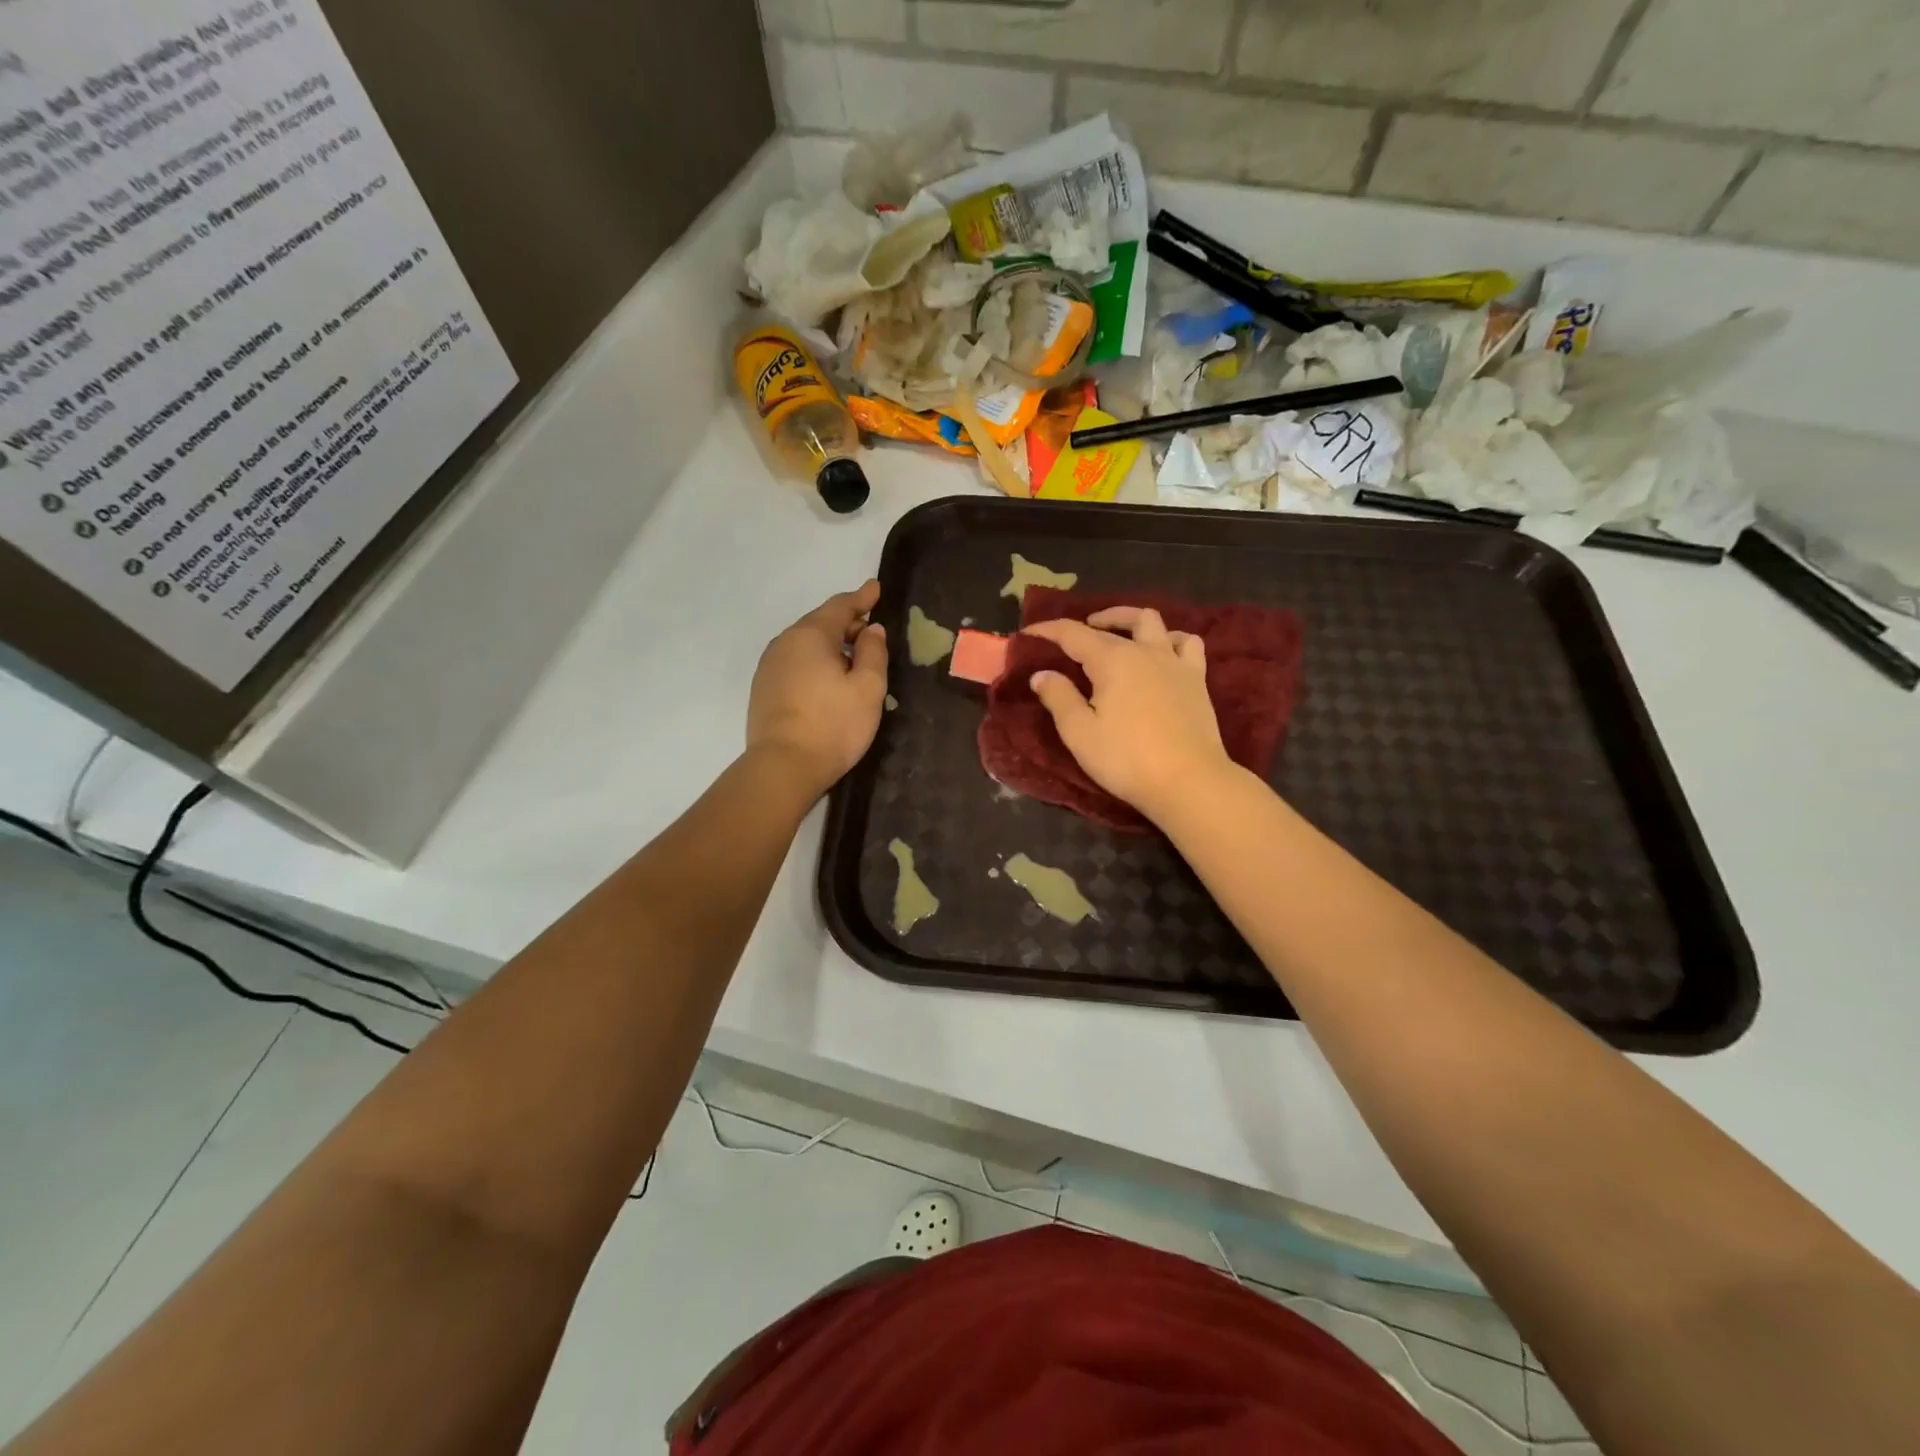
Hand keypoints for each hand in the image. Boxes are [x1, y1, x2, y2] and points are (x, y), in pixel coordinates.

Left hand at [748, 580, 888, 797]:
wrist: (783, 767)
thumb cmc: (833, 725)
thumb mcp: (868, 688)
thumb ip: (873, 652)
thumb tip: (871, 630)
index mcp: (811, 635)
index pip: (840, 606)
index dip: (862, 597)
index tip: (876, 588)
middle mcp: (785, 643)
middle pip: (821, 624)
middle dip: (848, 624)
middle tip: (872, 633)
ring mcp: (769, 666)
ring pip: (806, 645)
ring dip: (831, 646)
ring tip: (853, 659)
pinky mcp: (763, 689)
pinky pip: (795, 663)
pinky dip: (815, 663)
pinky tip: (828, 681)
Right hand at [1023, 607, 1232, 824]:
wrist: (1189, 781)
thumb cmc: (1127, 759)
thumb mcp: (1079, 733)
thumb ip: (1058, 698)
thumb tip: (1041, 674)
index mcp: (1112, 660)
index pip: (1073, 633)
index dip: (1048, 629)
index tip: (1029, 633)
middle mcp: (1144, 651)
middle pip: (1116, 623)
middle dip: (1091, 622)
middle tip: (1077, 634)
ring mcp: (1175, 662)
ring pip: (1154, 622)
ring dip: (1131, 621)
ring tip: (1119, 634)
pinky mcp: (1197, 679)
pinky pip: (1187, 643)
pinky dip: (1171, 639)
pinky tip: (1163, 653)